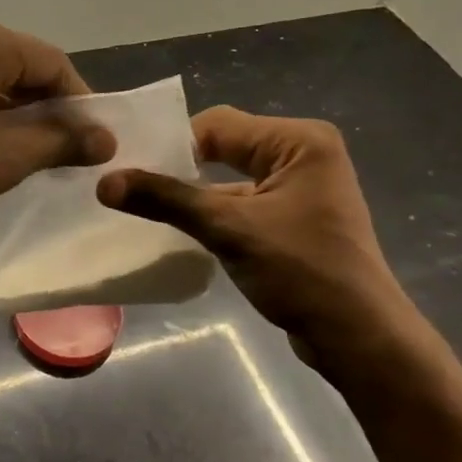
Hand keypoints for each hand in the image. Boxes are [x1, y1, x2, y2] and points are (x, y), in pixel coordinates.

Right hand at [97, 107, 427, 378]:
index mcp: (298, 140)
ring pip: (231, 177)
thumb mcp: (228, 229)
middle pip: (225, 147)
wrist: (357, 336)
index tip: (131, 170)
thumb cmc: (301, 271)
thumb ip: (166, 200)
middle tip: (133, 186)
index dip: (173, 146)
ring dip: (195, 194)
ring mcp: (302, 187)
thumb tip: (103, 183)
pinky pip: (243, 202)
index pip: (218, 125)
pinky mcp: (295, 217)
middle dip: (181, 168)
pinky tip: (182, 230)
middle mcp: (303, 153)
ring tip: (147, 208)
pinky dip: (214, 213)